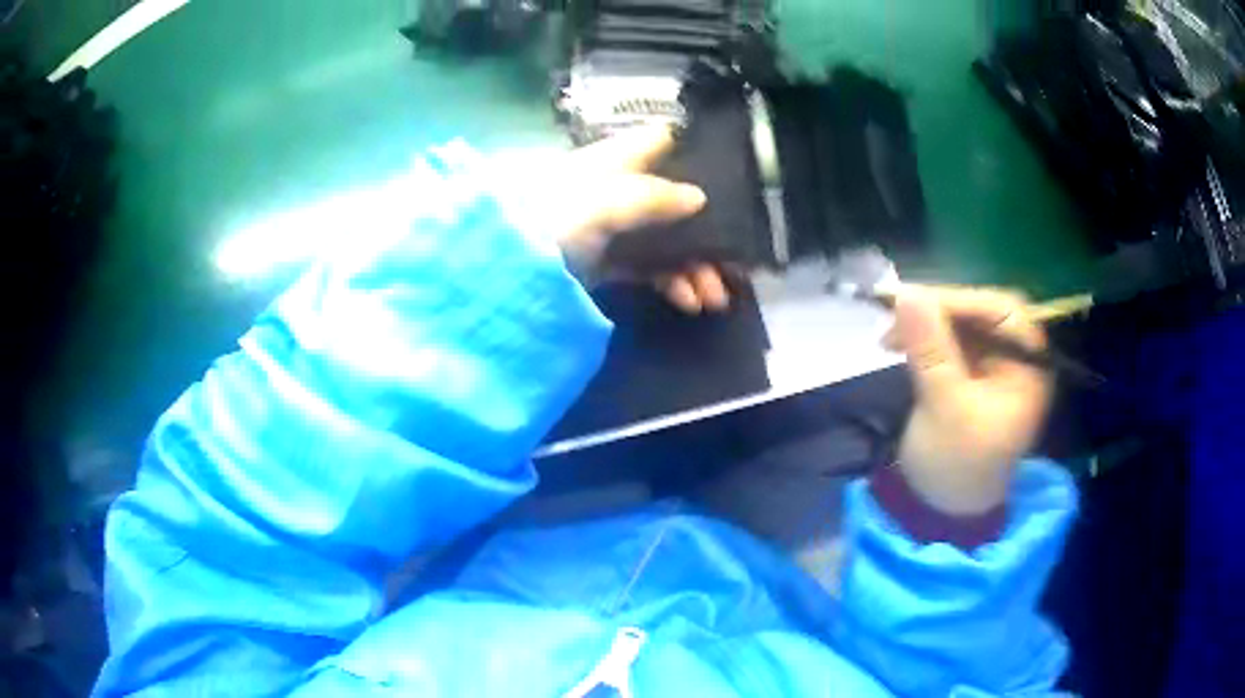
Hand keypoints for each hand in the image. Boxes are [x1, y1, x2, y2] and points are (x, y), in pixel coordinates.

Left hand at [526, 127, 729, 312]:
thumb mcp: (602, 201)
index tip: (730, 174)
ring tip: (714, 298)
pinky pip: (648, 269)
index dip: (694, 150)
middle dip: (707, 230)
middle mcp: (618, 189)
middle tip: (736, 264)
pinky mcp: (606, 264)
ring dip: (695, 265)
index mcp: (615, 161)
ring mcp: (613, 228)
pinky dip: (671, 282)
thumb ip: (651, 197)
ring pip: (666, 239)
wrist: (500, 270)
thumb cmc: (550, 219)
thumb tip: (699, 198)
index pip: (660, 142)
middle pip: (674, 200)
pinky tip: (689, 301)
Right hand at [883, 285, 1052, 515]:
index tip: (916, 298)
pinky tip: (898, 343)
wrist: (942, 511)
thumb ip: (930, 349)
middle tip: (896, 313)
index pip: (1002, 312)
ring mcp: (992, 365)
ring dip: (926, 323)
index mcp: (1028, 367)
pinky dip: (923, 338)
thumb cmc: (956, 466)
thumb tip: (905, 293)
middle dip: (940, 311)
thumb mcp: (945, 406)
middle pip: (981, 314)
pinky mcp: (969, 373)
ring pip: (961, 325)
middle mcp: (1015, 359)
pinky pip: (948, 341)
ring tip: (889, 335)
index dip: (962, 300)